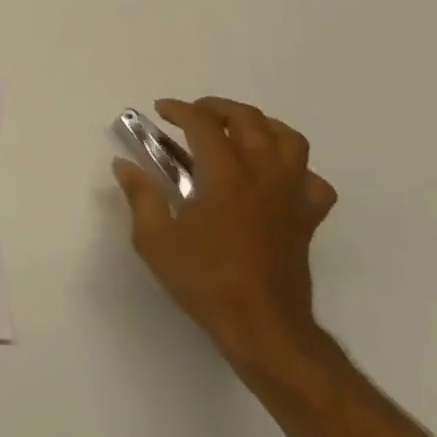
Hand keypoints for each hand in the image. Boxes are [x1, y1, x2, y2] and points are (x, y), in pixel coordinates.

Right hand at [112, 97, 337, 367]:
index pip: (203, 124)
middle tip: (193, 115)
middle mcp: (262, 176)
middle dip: (218, 108)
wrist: (263, 329)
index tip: (160, 110)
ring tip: (237, 132)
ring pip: (289, 140)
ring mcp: (290, 196)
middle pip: (249, 120)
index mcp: (225, 177)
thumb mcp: (155, 240)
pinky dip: (295, 169)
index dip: (179, 109)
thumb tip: (124, 164)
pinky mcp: (307, 219)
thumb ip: (140, 196)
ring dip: (261, 126)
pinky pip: (312, 180)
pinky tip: (274, 176)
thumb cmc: (206, 281)